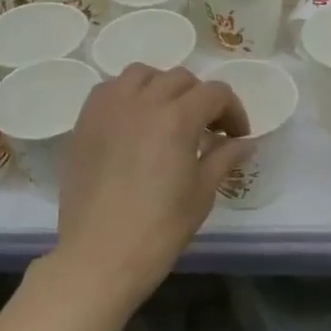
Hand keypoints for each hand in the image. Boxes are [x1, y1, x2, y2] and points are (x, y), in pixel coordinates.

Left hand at [52, 64, 251, 303]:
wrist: (99, 256)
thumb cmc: (159, 229)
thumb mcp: (201, 193)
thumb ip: (224, 158)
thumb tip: (245, 143)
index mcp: (177, 118)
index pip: (215, 93)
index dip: (233, 111)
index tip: (236, 136)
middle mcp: (143, 101)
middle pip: (180, 79)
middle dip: (201, 98)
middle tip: (207, 129)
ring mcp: (109, 108)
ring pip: (142, 75)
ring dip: (162, 87)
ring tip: (167, 116)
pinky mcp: (85, 122)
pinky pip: (109, 90)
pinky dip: (128, 95)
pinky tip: (134, 122)